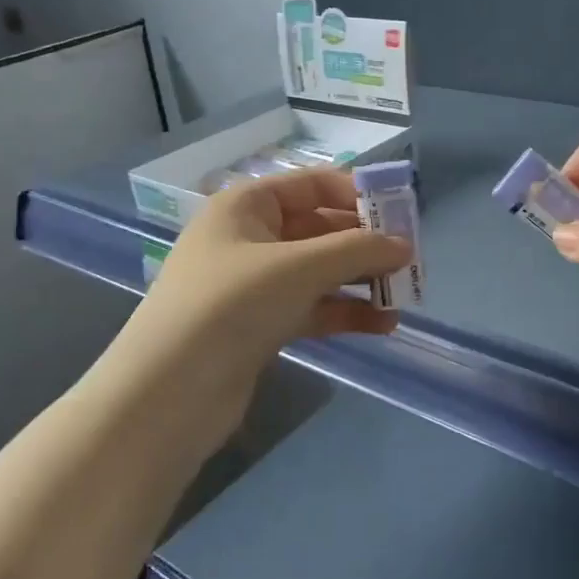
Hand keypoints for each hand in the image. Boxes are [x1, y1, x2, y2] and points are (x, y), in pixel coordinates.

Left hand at [121, 168, 410, 440]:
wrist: (168, 393)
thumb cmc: (232, 305)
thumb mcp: (300, 267)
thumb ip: (358, 250)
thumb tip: (405, 246)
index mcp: (247, 205)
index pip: (313, 185)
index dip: (359, 196)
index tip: (403, 215)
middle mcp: (250, 238)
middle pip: (320, 229)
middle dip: (365, 244)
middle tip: (410, 261)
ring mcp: (253, 284)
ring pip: (319, 272)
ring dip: (360, 281)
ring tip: (404, 296)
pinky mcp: (259, 325)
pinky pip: (311, 308)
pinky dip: (344, 313)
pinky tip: (382, 325)